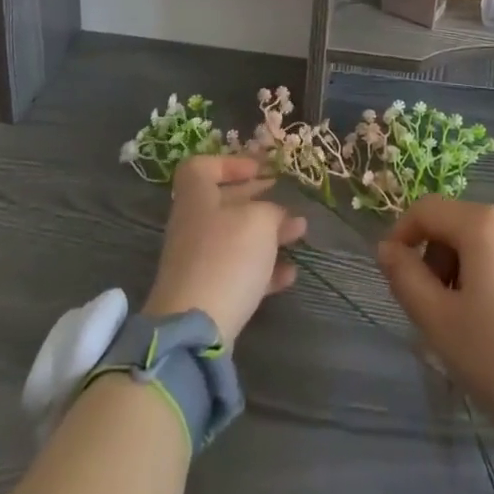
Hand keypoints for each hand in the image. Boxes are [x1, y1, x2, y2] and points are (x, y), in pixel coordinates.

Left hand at [143, 154, 307, 342]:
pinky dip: (264, 270)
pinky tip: (290, 274)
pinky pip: (239, 272)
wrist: (196, 329)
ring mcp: (200, 261)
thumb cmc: (227, 256)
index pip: (203, 167)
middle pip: (225, 202)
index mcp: (197, 197)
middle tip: (288, 200)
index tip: (258, 170)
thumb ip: (272, 211)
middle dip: (259, 200)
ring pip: (236, 238)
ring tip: (300, 233)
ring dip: (268, 234)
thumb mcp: (259, 221)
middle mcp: (194, 224)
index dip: (230, 164)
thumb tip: (277, 216)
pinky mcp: (209, 293)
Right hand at [378, 196, 493, 461]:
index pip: (427, 209)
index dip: (401, 234)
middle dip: (435, 258)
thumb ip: (406, 278)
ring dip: (464, 270)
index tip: (392, 273)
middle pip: (458, 224)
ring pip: (486, 243)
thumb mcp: (440, 323)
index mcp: (484, 224)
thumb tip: (386, 248)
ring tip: (465, 321)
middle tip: (431, 308)